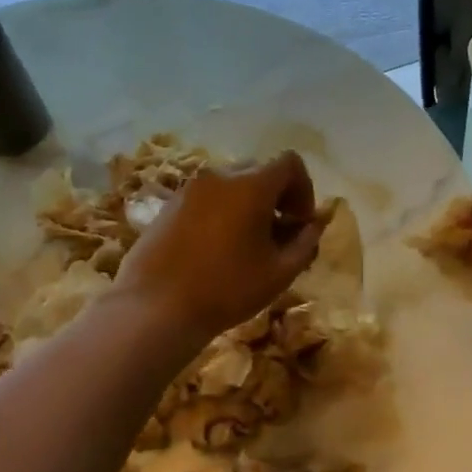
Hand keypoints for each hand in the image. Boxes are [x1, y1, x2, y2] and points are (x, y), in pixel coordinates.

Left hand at [115, 152, 325, 345]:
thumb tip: (314, 225)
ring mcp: (190, 188)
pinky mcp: (169, 205)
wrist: (156, 308)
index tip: (300, 222)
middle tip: (279, 235)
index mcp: (251, 185)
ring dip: (249, 204)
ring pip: (231, 184)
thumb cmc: (227, 290)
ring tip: (248, 244)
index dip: (304, 189)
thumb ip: (305, 242)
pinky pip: (207, 197)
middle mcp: (220, 176)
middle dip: (277, 197)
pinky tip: (218, 248)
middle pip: (259, 171)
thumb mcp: (280, 272)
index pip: (290, 163)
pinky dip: (222, 211)